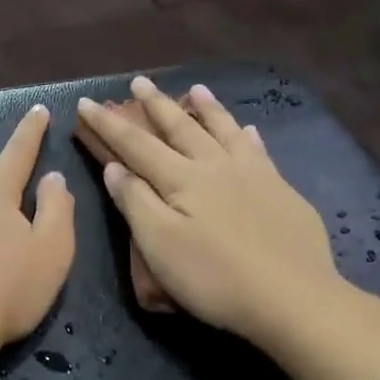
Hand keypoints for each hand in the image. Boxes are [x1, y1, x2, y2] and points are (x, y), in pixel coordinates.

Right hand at [75, 76, 342, 343]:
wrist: (293, 298)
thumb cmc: (214, 277)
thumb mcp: (160, 244)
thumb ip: (136, 202)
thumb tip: (114, 167)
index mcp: (181, 179)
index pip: (136, 145)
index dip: (109, 124)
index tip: (86, 103)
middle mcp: (215, 166)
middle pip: (180, 128)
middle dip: (156, 105)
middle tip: (139, 81)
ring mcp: (253, 176)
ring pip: (224, 131)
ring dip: (206, 109)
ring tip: (195, 89)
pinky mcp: (282, 192)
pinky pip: (260, 151)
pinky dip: (248, 136)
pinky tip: (249, 129)